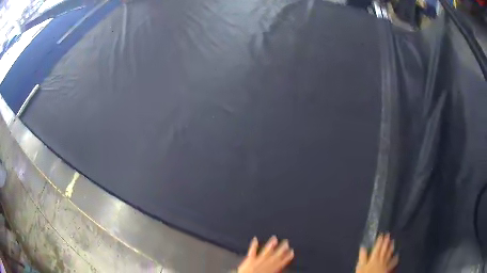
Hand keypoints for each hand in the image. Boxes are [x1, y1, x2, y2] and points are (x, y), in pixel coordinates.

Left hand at [238, 236, 293, 272]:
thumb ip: (277, 270)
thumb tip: (280, 267)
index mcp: (275, 268)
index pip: (284, 260)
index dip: (288, 255)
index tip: (291, 251)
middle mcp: (268, 262)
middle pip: (277, 253)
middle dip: (282, 247)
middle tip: (286, 241)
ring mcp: (259, 259)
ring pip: (267, 250)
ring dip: (271, 243)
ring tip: (274, 238)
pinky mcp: (250, 258)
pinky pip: (252, 250)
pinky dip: (254, 244)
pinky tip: (255, 239)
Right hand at [356, 233, 398, 272]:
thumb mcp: (361, 266)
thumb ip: (362, 257)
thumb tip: (363, 247)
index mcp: (374, 257)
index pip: (377, 247)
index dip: (379, 240)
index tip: (381, 234)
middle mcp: (381, 258)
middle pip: (384, 249)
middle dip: (386, 241)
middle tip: (388, 234)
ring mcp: (386, 262)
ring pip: (389, 253)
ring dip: (391, 246)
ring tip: (393, 241)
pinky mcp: (388, 267)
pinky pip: (393, 262)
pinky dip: (395, 258)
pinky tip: (397, 255)